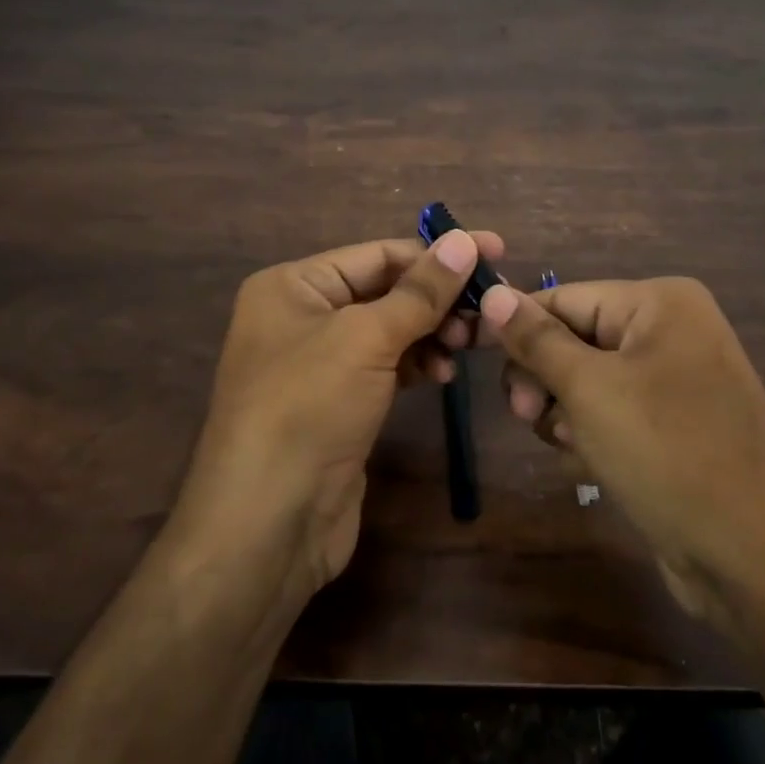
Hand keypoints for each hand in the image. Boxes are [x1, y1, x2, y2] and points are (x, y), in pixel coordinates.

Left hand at [171, 228, 501, 596]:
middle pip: (386, 290)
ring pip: (390, 330)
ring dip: (433, 332)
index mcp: (293, 285)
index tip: (497, 252)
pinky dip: (417, 364)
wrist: (267, 523)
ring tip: (471, 343)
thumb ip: (421, 291)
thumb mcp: (366, 338)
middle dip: (439, 298)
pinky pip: (387, 366)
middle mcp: (302, 316)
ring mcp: (319, 364)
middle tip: (493, 309)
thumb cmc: (308, 408)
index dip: (438, 253)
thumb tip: (466, 240)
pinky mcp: (339, 403)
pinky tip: (442, 373)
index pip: (378, 254)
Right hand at [479, 278, 764, 636]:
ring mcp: (676, 381)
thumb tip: (492, 292)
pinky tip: (592, 464)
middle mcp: (671, 331)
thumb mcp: (589, 389)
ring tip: (571, 445)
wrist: (756, 559)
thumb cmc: (668, 453)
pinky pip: (611, 413)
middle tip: (528, 413)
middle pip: (573, 338)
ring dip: (564, 411)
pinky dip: (591, 434)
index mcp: (660, 303)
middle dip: (544, 377)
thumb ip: (535, 339)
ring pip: (586, 381)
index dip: (516, 328)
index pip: (563, 298)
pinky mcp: (674, 426)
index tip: (470, 357)